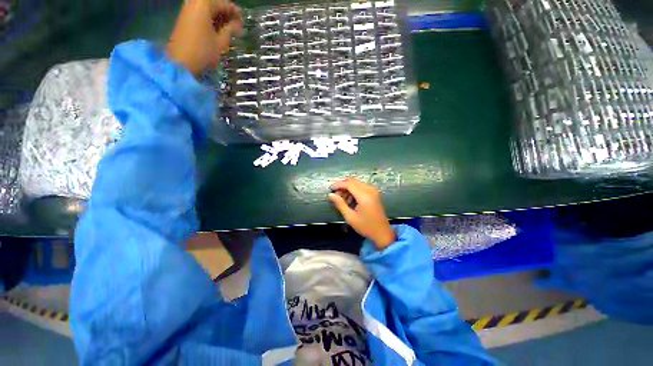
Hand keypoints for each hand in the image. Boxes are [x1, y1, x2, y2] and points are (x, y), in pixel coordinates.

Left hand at [167, 0, 242, 75]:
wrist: (180, 62)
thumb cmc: (203, 51)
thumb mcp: (220, 42)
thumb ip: (230, 30)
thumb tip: (238, 25)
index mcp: (203, 5)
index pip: (223, 3)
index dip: (235, 12)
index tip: (243, 21)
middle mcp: (194, 3)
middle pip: (214, 4)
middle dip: (226, 13)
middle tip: (237, 25)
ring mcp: (187, 11)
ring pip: (207, 9)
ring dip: (218, 17)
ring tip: (229, 29)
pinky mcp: (184, 19)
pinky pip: (200, 14)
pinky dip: (210, 19)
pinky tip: (218, 30)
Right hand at [329, 178, 395, 249]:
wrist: (382, 232)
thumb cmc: (366, 227)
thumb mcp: (350, 217)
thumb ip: (340, 204)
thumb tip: (330, 195)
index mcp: (364, 196)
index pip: (349, 184)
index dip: (338, 184)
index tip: (330, 189)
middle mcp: (370, 190)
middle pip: (353, 181)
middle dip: (342, 186)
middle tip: (335, 195)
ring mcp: (373, 190)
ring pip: (356, 183)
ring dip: (348, 188)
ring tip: (342, 200)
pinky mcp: (374, 193)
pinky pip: (361, 186)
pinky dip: (354, 190)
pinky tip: (350, 200)